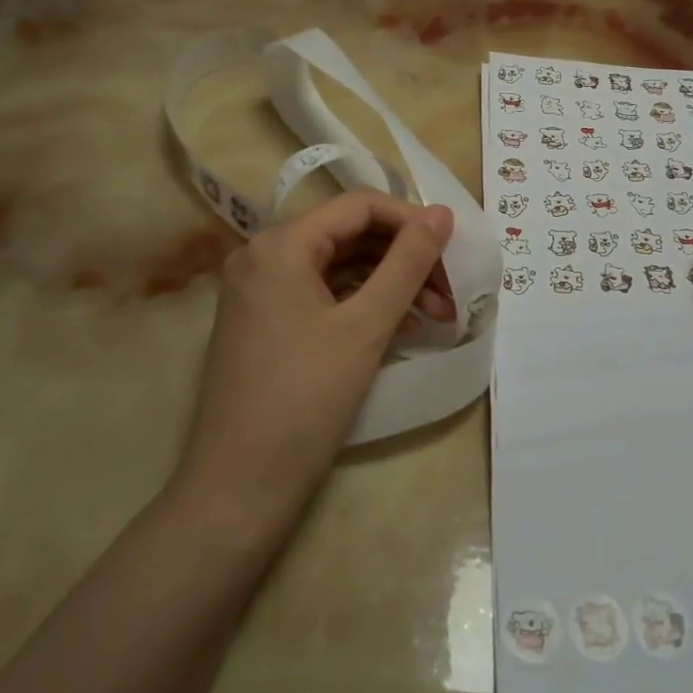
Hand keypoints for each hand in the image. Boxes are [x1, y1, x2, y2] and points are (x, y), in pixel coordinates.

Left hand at [175, 193, 454, 536]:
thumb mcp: (366, 326)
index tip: (453, 250)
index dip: (411, 220)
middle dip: (405, 257)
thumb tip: (441, 214)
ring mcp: (260, 290)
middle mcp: (262, 256)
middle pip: (349, 235)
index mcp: (280, 245)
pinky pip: (323, 294)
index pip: (358, 206)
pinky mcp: (264, 322)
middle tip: (451, 289)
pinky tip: (402, 325)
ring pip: (339, 266)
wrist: (240, 485)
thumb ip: (407, 263)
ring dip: (389, 282)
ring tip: (436, 313)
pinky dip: (363, 303)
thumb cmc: (305, 399)